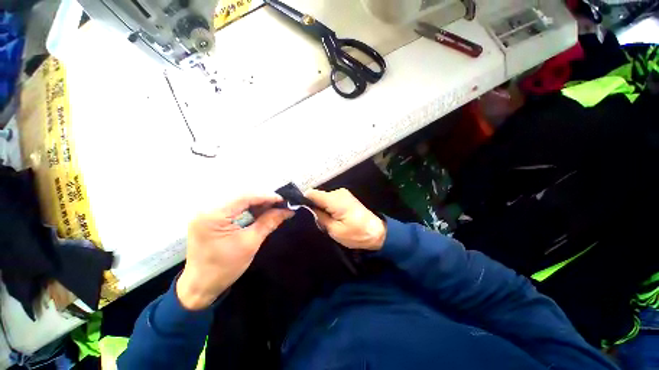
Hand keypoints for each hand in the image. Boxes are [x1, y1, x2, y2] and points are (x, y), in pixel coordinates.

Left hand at [177, 195, 292, 309]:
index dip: (266, 196)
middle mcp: (207, 208)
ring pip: (238, 199)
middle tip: (280, 204)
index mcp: (213, 215)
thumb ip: (269, 222)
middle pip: (241, 195)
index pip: (244, 197)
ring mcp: (207, 211)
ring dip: (257, 202)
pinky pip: (233, 205)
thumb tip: (287, 211)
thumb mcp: (250, 243)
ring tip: (273, 207)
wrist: (200, 286)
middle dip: (263, 198)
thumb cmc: (224, 268)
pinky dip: (248, 207)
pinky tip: (260, 211)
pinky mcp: (209, 216)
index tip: (283, 200)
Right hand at [305, 188, 385, 250]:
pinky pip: (331, 199)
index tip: (299, 210)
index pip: (312, 193)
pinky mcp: (346, 197)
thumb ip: (320, 217)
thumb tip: (309, 208)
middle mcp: (338, 192)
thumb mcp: (334, 230)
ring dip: (321, 206)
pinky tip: (331, 216)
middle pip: (318, 195)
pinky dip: (328, 206)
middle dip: (313, 205)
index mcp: (335, 200)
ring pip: (324, 197)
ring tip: (323, 219)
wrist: (377, 232)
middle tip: (313, 219)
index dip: (304, 200)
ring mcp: (343, 193)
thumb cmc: (356, 234)